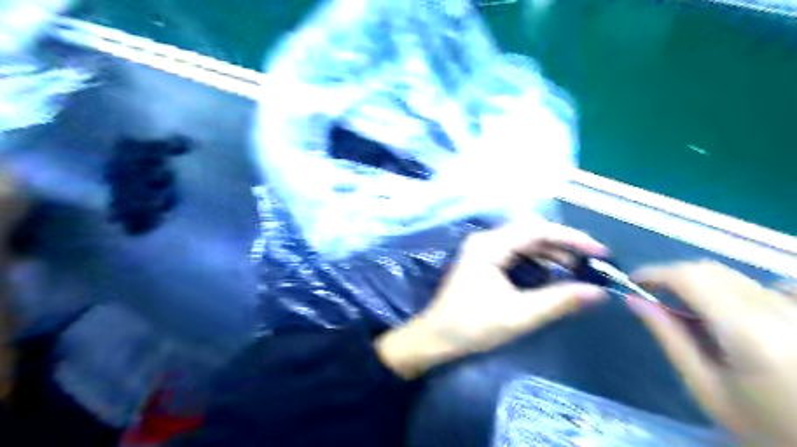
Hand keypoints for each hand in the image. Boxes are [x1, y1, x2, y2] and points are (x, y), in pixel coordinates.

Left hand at [377, 222, 608, 378]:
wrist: (436, 338)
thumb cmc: (472, 326)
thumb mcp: (519, 315)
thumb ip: (558, 301)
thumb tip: (598, 292)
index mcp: (489, 245)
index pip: (537, 231)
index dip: (571, 238)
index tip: (600, 252)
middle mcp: (486, 241)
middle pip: (531, 233)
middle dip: (563, 246)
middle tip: (593, 261)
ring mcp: (483, 250)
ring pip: (525, 243)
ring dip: (552, 254)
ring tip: (578, 269)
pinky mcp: (484, 262)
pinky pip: (517, 254)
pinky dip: (538, 261)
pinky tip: (553, 273)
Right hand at [628, 263, 796, 446]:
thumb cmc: (762, 425)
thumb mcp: (705, 387)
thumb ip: (669, 337)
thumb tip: (635, 300)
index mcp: (747, 330)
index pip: (690, 277)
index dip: (654, 272)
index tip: (631, 281)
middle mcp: (776, 308)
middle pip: (711, 271)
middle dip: (674, 276)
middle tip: (653, 296)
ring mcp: (795, 308)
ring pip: (732, 276)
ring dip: (700, 283)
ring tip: (688, 311)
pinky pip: (759, 285)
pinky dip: (731, 290)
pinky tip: (731, 316)